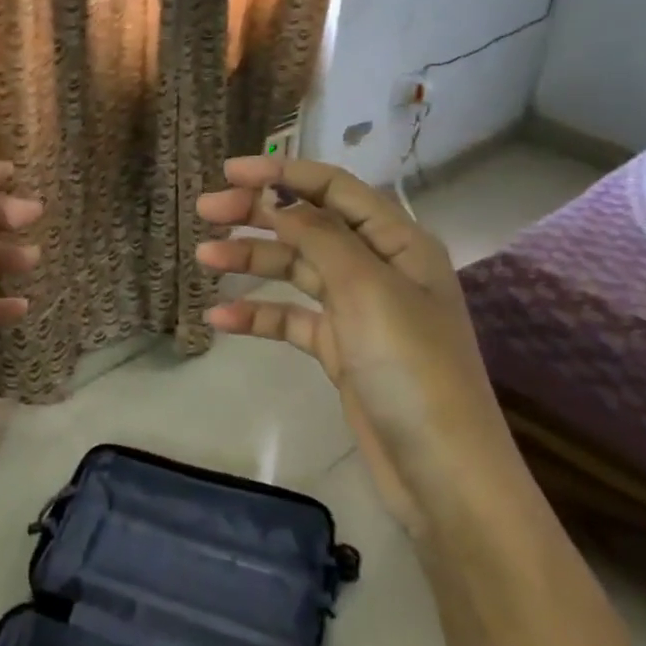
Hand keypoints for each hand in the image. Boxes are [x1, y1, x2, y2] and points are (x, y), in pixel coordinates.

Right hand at [195, 157, 503, 535]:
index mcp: (398, 241)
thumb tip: (277, 196)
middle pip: (309, 225)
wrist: (442, 474)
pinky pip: (292, 319)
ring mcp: (358, 310)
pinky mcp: (340, 349)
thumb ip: (320, 235)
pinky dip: (258, 316)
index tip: (230, 172)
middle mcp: (378, 267)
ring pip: (296, 271)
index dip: (283, 174)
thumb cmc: (411, 367)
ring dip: (251, 262)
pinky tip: (219, 319)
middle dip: (258, 215)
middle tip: (206, 212)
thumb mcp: (366, 289)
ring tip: (204, 258)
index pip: (334, 189)